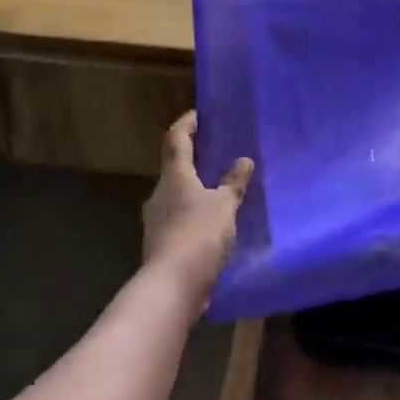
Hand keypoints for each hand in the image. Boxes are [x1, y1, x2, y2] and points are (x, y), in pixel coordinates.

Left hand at [141, 111, 253, 301]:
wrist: (172, 285)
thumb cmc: (199, 234)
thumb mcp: (225, 205)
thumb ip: (234, 182)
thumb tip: (244, 160)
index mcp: (174, 175)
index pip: (176, 138)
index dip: (187, 124)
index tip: (199, 114)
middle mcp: (160, 192)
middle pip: (175, 167)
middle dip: (194, 160)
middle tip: (217, 155)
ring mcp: (156, 220)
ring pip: (176, 195)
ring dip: (194, 190)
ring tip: (219, 191)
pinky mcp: (160, 244)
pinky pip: (179, 219)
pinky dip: (193, 215)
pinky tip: (212, 224)